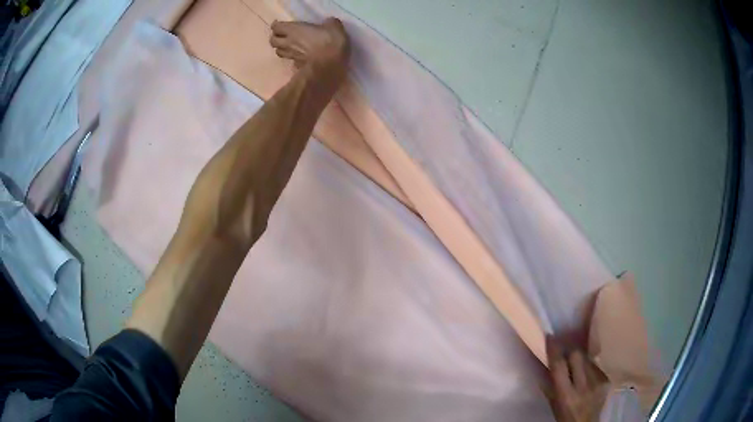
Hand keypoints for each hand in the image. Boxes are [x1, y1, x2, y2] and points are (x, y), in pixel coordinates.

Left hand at [270, 18, 349, 77]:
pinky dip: (291, 57)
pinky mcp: (297, 65)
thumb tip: (329, 22)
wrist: (330, 64)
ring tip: (288, 46)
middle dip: (276, 37)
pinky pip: (289, 60)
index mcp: (293, 30)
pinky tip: (297, 55)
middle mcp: (288, 42)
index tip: (281, 24)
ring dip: (281, 48)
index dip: (277, 25)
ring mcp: (291, 55)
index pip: (276, 27)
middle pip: (273, 41)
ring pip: (278, 51)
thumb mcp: (334, 27)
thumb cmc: (329, 41)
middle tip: (283, 35)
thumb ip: (329, 23)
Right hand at [546, 337, 607, 421]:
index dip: (554, 350)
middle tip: (565, 351)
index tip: (550, 337)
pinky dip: (589, 366)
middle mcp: (584, 386)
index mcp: (566, 395)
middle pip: (577, 355)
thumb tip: (545, 362)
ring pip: (588, 358)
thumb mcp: (554, 404)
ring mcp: (598, 382)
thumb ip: (550, 385)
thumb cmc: (565, 417)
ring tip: (577, 366)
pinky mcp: (607, 380)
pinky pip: (596, 365)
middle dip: (570, 351)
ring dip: (580, 359)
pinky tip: (587, 374)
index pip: (559, 366)